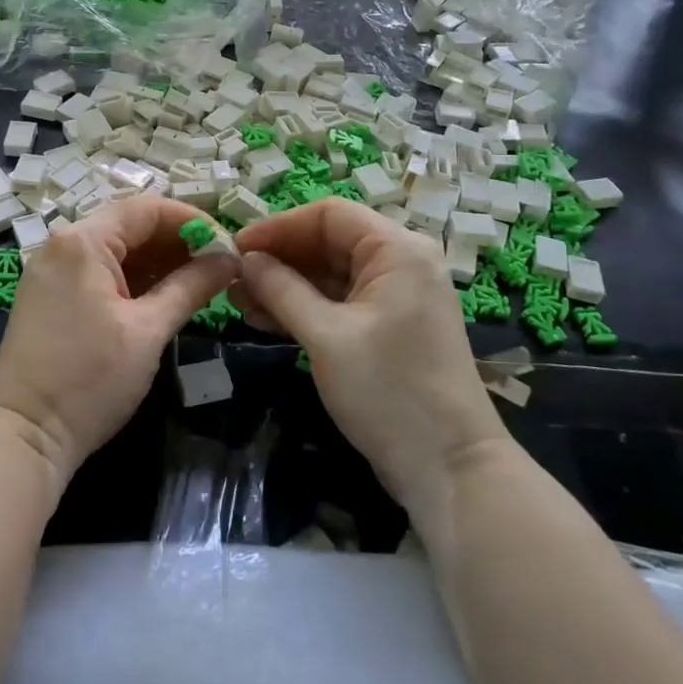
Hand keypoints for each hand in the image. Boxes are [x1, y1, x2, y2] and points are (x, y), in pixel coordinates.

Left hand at [0, 196, 237, 484]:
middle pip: (130, 226)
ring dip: (158, 262)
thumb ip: (191, 287)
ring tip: (200, 282)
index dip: (192, 222)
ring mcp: (52, 271)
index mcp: (83, 241)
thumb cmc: (89, 379)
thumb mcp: (148, 331)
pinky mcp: (51, 296)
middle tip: (219, 266)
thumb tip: (231, 261)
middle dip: (177, 242)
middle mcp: (63, 245)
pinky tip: (164, 296)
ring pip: (115, 250)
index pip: (147, 209)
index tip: (228, 246)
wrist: (24, 436)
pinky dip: (133, 279)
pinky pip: (99, 272)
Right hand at [231, 198, 509, 515]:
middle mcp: (400, 263)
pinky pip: (339, 303)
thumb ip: (281, 289)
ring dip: (285, 285)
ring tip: (238, 301)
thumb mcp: (326, 336)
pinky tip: (264, 319)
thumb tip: (244, 259)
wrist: (450, 468)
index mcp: (397, 250)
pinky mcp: (387, 328)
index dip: (279, 227)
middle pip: (328, 243)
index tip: (236, 247)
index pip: (329, 215)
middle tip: (231, 279)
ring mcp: (395, 297)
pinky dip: (303, 308)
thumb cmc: (389, 391)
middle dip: (279, 259)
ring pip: (330, 275)